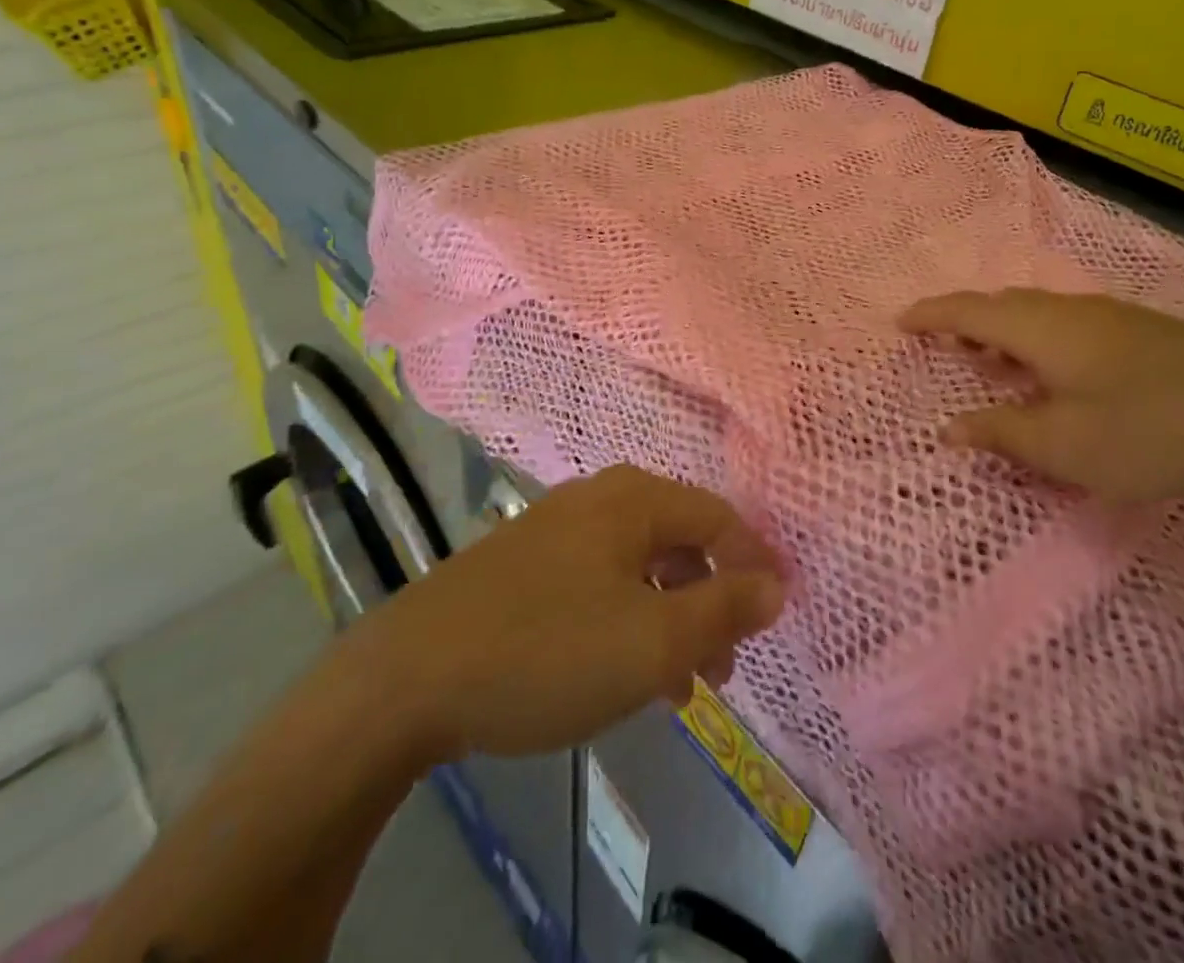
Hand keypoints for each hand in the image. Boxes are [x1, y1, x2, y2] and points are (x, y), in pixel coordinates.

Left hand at [348, 465, 784, 766]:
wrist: (406, 678)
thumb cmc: (548, 650)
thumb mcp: (652, 640)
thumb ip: (723, 609)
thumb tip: (776, 586)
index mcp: (635, 499)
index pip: (719, 518)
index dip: (755, 564)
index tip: (777, 615)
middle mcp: (599, 498)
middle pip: (680, 542)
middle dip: (711, 602)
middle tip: (723, 666)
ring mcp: (556, 527)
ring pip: (639, 567)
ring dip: (669, 619)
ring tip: (676, 685)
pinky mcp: (523, 563)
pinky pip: (599, 582)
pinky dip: (626, 620)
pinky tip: (618, 672)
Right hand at [899, 288, 1183, 504]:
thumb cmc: (1153, 427)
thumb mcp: (1067, 446)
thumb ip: (1003, 434)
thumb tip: (952, 428)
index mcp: (1040, 328)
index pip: (967, 310)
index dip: (929, 315)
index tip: (899, 323)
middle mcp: (1068, 310)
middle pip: (1000, 306)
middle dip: (964, 323)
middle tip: (941, 348)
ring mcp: (1108, 318)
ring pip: (1035, 316)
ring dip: (1002, 334)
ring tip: (988, 364)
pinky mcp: (1138, 333)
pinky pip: (1063, 327)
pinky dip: (1035, 344)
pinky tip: (1053, 376)